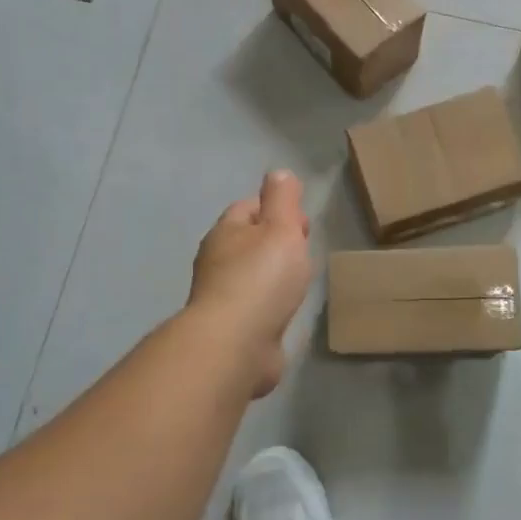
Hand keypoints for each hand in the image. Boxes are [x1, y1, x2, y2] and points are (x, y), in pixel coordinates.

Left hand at [188, 170, 313, 397]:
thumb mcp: (280, 228)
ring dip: (272, 274)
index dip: (275, 208)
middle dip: (274, 241)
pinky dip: (269, 303)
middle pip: (248, 241)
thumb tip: (278, 173)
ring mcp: (221, 298)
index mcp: (225, 232)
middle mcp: (216, 262)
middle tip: (303, 249)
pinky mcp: (230, 329)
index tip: (302, 222)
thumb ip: (282, 199)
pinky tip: (284, 311)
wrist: (235, 345)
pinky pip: (253, 306)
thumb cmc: (261, 279)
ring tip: (298, 280)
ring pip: (250, 275)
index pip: (248, 208)